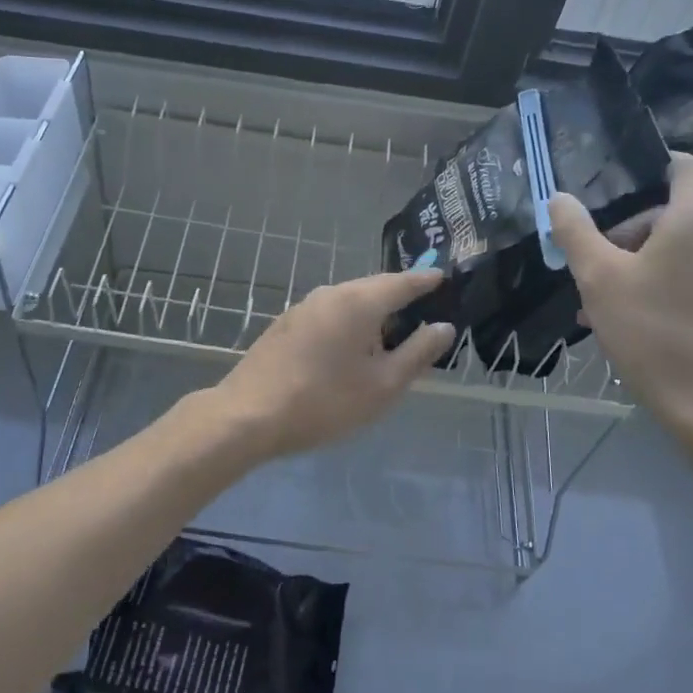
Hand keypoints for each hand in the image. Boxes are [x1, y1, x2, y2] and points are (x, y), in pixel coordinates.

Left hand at [211, 269, 455, 461]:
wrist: (248, 415)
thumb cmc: (324, 402)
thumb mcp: (382, 385)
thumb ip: (417, 353)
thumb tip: (443, 326)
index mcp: (358, 302)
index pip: (401, 282)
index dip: (425, 281)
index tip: (444, 276)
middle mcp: (330, 293)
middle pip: (374, 288)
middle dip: (400, 295)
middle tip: (425, 305)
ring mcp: (303, 307)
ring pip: (349, 301)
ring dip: (373, 311)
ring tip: (393, 329)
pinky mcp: (286, 324)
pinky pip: (330, 313)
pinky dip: (350, 322)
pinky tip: (353, 345)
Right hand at [549, 153, 692, 437]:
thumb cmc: (650, 331)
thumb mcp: (598, 279)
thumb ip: (576, 232)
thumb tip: (559, 198)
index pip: (689, 168)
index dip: (659, 163)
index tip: (624, 179)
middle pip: (674, 215)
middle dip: (629, 233)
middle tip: (593, 265)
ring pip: (681, 252)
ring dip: (640, 265)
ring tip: (602, 302)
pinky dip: (663, 287)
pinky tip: (631, 322)